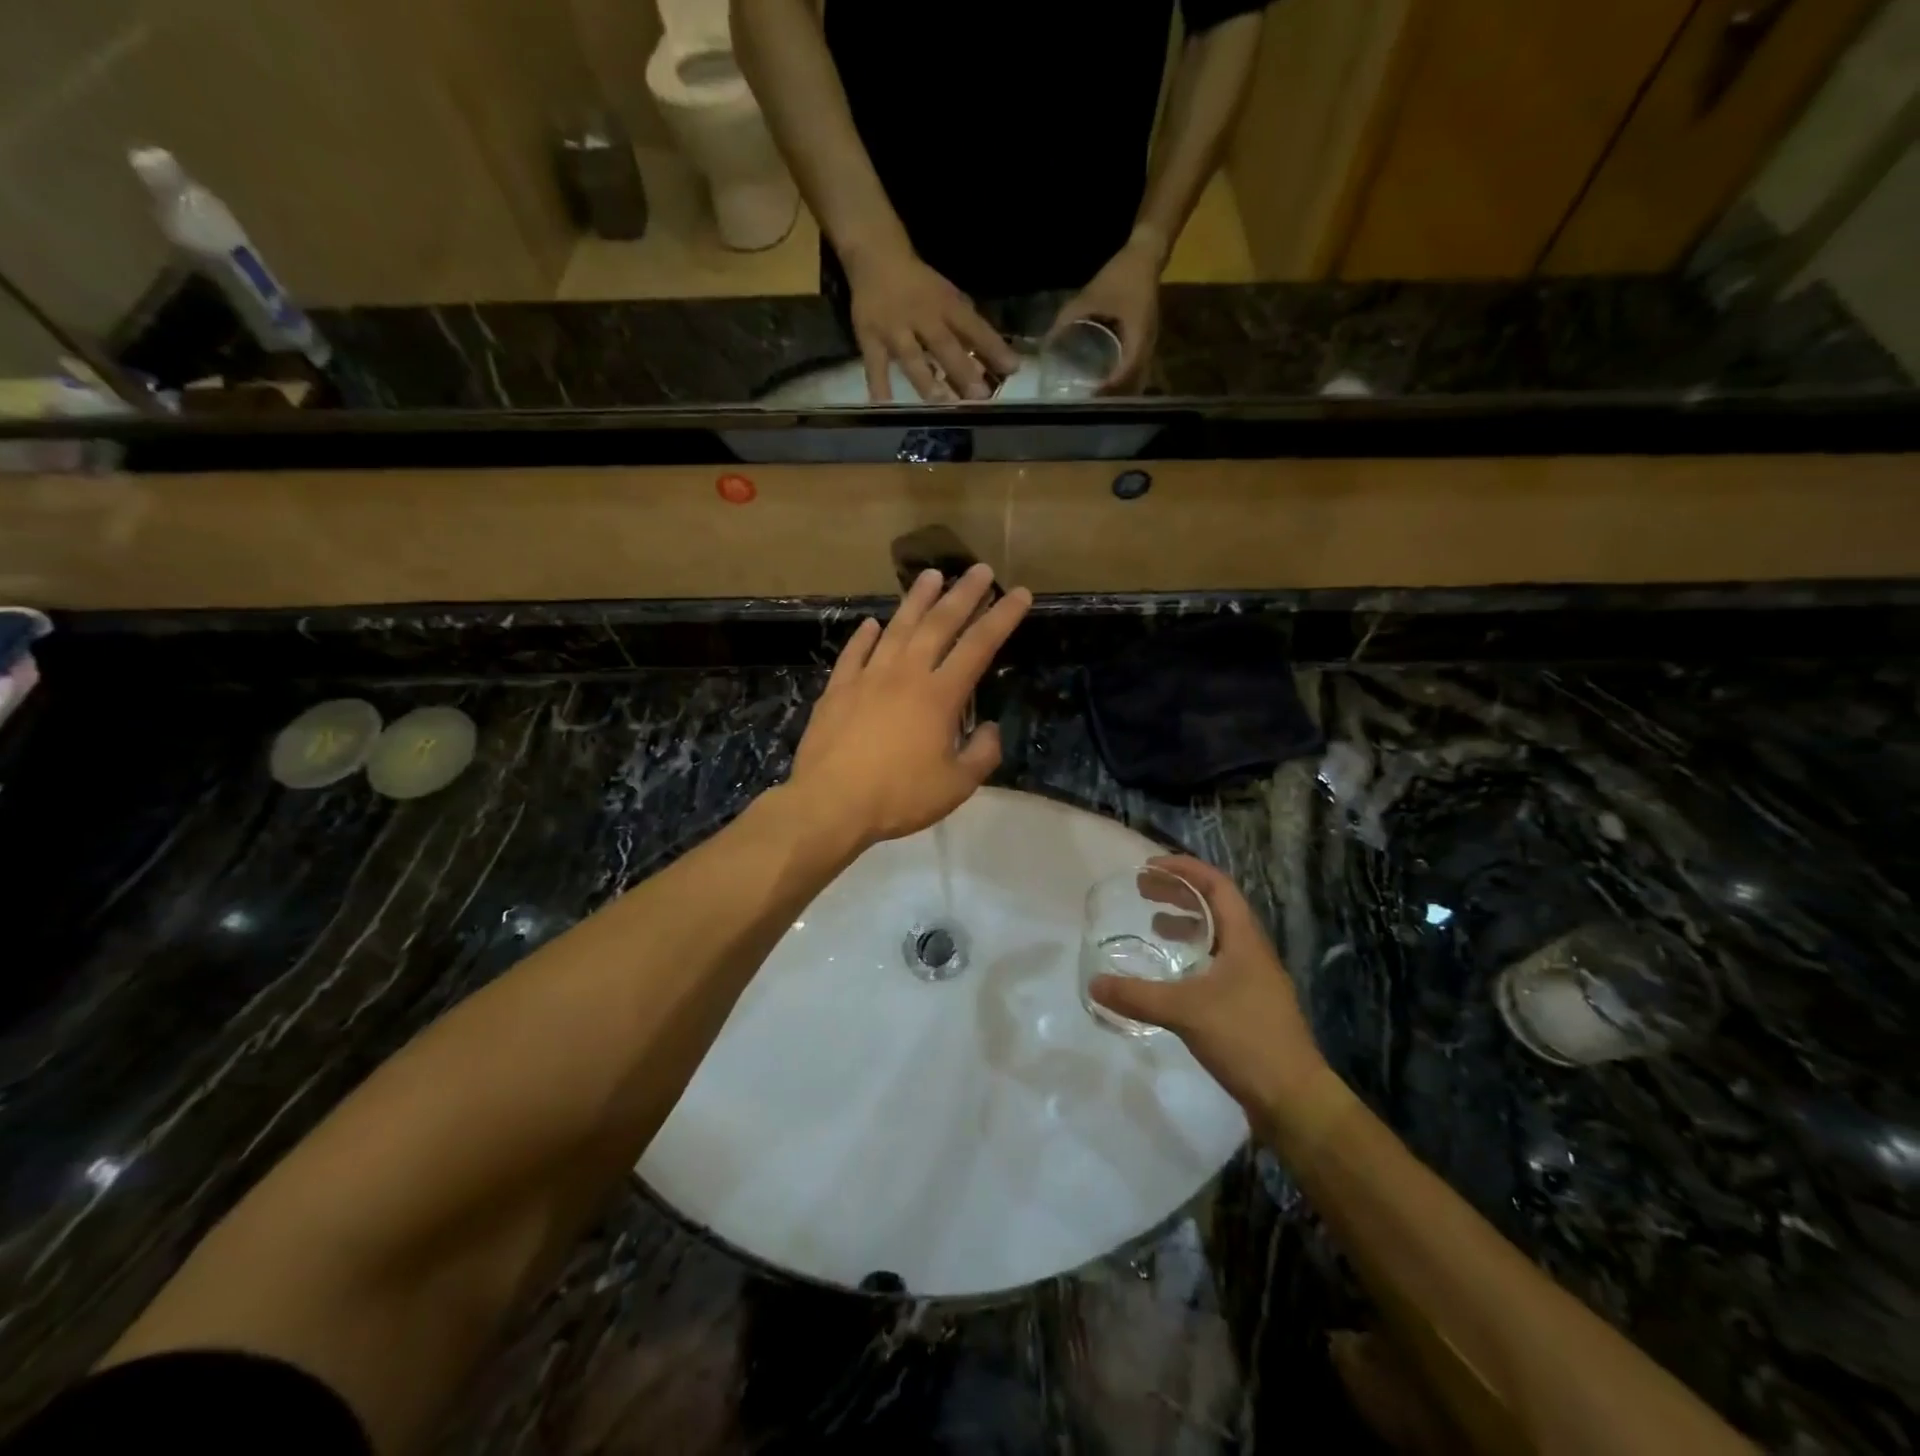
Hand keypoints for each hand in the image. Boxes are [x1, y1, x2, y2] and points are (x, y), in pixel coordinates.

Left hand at [789, 564, 1031, 845]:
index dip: (1002, 617)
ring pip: (897, 628)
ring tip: (931, 575)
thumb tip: (989, 728)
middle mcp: (905, 674)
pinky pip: (854, 653)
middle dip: (963, 594)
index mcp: (939, 695)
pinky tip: (872, 623)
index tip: (1019, 593)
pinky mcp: (838, 690)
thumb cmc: (898, 797)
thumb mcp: (956, 786)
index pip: (979, 646)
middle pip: (939, 624)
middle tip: (979, 569)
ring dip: (916, 600)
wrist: (830, 804)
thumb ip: (982, 754)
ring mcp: (868, 678)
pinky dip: (865, 636)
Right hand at [845, 246, 1019, 402]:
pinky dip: (879, 386)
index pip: (974, 327)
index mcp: (945, 305)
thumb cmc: (920, 285)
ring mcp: (893, 329)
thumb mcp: (948, 297)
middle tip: (979, 396)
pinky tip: (884, 406)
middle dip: (962, 370)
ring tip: (941, 402)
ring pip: (911, 358)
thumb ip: (967, 327)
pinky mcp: (868, 339)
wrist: (875, 256)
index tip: (1012, 368)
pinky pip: (874, 366)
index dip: (993, 347)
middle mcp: (921, 317)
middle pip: (944, 345)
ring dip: (927, 380)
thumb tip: (993, 361)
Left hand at [1049, 229, 1163, 391]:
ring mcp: (1149, 345)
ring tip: (1096, 400)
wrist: (1146, 255)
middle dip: (1112, 396)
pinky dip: (1122, 379)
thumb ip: (1066, 319)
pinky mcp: (1145, 342)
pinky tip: (1105, 382)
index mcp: (1137, 336)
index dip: (1108, 389)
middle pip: (1132, 382)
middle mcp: (1147, 346)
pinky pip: (1135, 368)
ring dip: (1118, 391)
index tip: (1090, 399)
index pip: (1125, 373)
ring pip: (1135, 378)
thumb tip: (1046, 344)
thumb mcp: (1088, 297)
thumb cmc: (1120, 276)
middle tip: (1089, 406)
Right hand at [1090, 855, 1344, 1141]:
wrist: (1295, 1101)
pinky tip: (1172, 976)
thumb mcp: (1185, 1012)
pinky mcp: (1249, 1006)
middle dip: (1180, 893)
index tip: (1150, 866)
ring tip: (1153, 926)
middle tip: (1143, 890)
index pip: (1217, 886)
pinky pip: (1216, 964)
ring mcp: (1253, 980)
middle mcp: (1252, 952)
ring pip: (1217, 937)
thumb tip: (1094, 984)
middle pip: (1216, 907)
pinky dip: (1191, 956)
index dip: (1185, 869)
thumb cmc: (1246, 1039)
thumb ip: (1137, 996)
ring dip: (1186, 924)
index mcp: (1244, 940)